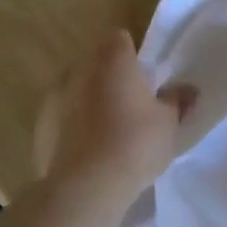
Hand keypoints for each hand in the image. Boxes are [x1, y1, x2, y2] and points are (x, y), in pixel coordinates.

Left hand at [33, 31, 194, 205]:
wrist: (86, 188)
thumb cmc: (135, 144)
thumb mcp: (169, 122)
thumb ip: (177, 100)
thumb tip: (187, 89)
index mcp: (112, 61)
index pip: (120, 39)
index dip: (133, 54)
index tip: (145, 76)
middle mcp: (79, 71)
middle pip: (96, 63)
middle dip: (111, 77)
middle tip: (132, 103)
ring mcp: (54, 99)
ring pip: (76, 90)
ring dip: (90, 101)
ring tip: (109, 130)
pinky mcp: (40, 128)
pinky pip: (62, 118)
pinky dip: (74, 126)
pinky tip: (90, 150)